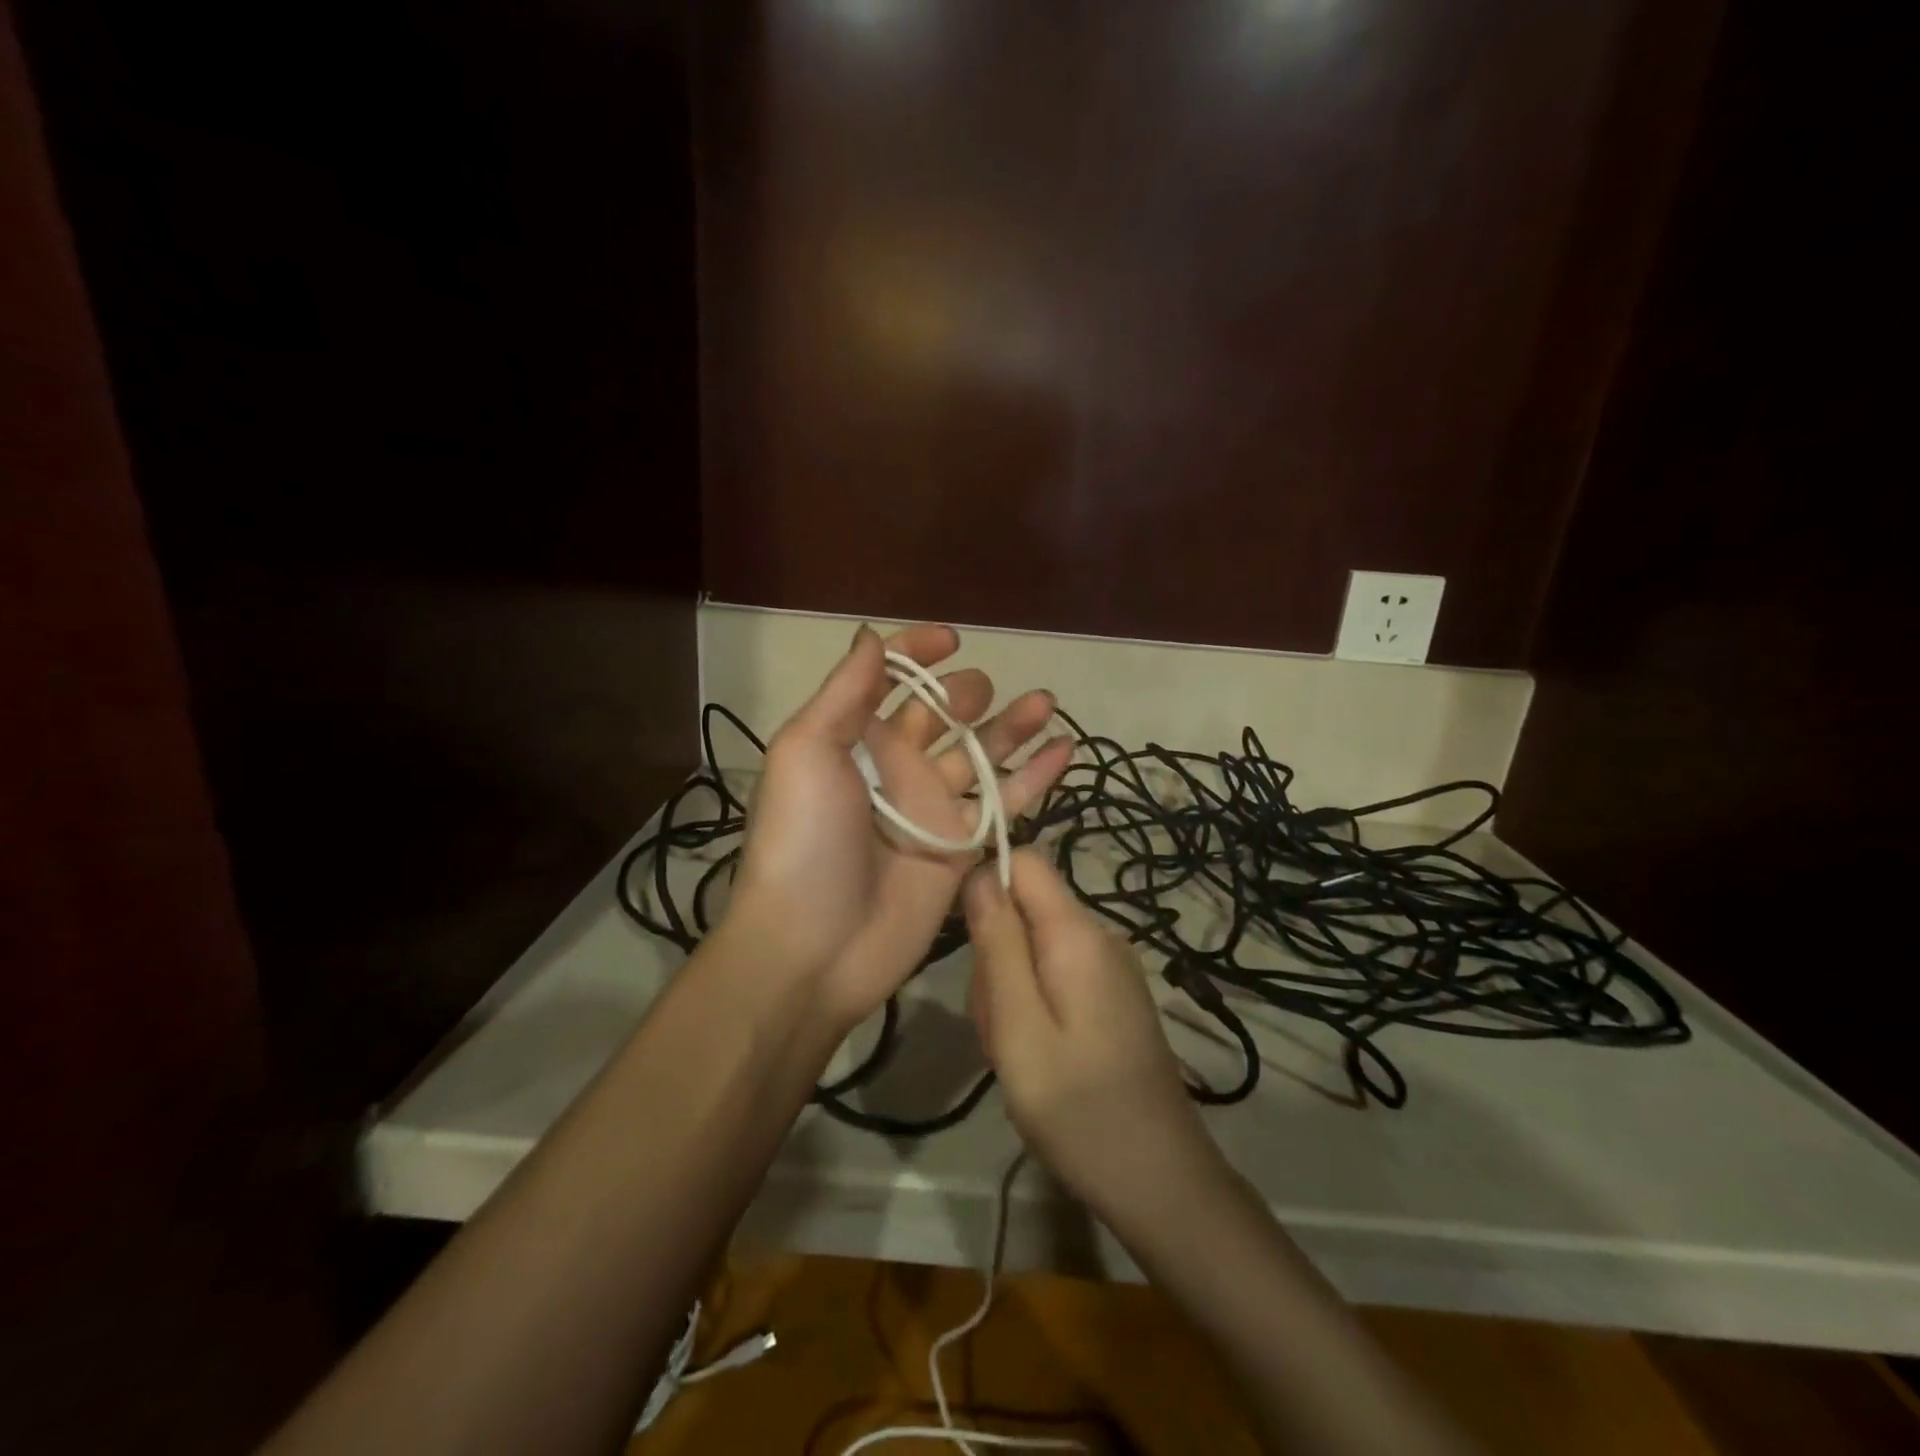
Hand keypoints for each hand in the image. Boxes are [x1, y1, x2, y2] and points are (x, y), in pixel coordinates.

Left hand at [729, 623, 1072, 1028]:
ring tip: (1045, 702)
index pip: (888, 681)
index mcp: (853, 741)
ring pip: (981, 757)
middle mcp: (895, 769)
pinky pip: (1004, 805)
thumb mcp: (806, 751)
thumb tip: (871, 635)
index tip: (951, 640)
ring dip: (1012, 728)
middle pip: (940, 718)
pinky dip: (1035, 778)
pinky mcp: (961, 850)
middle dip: (965, 694)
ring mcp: (931, 810)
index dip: (916, 654)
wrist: (814, 945)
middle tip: (983, 692)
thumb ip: (844, 693)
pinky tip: (1065, 750)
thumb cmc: (804, 838)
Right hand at [964, 849, 1230, 1227]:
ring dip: (1009, 989)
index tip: (964, 936)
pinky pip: (1055, 975)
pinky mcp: (1111, 997)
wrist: (1160, 1182)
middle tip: (998, 1024)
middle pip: (1025, 909)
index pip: (1027, 861)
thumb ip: (998, 944)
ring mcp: (1109, 968)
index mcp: (1078, 934)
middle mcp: (1100, 937)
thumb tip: (980, 872)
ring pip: (1034, 946)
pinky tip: (1036, 1056)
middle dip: (996, 954)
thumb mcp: (1019, 1027)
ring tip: (1016, 1051)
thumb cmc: (1079, 1108)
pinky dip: (1032, 1006)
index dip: (987, 881)